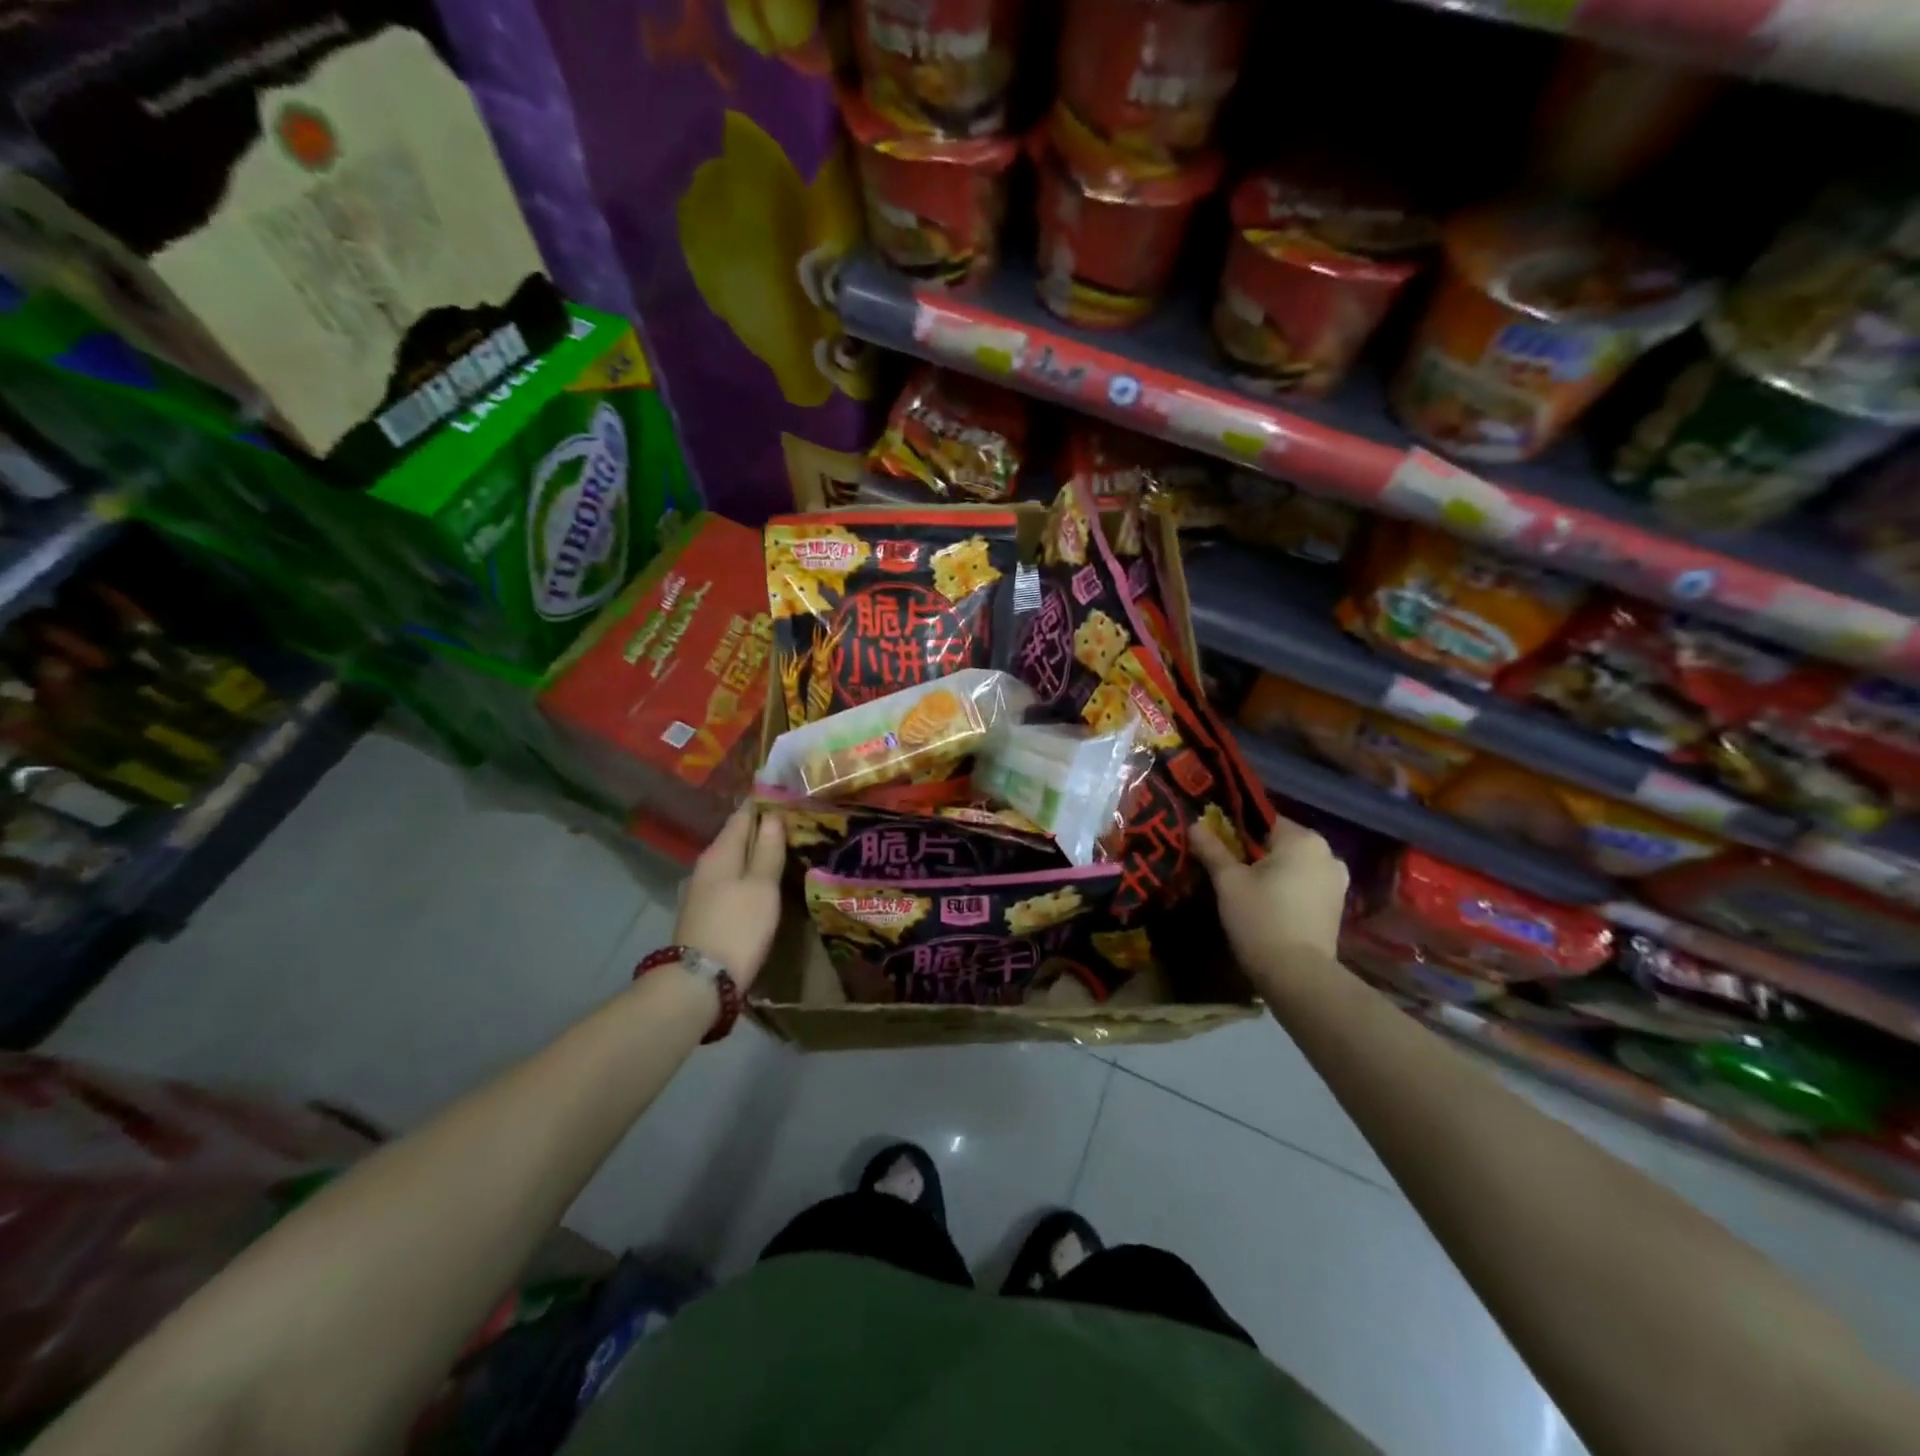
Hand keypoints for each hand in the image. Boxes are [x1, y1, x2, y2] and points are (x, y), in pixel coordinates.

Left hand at [674, 806, 784, 991]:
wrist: (699, 981)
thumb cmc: (738, 927)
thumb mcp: (762, 887)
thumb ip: (768, 850)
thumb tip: (772, 814)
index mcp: (720, 852)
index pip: (742, 815)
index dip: (763, 802)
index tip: (785, 793)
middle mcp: (706, 865)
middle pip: (736, 837)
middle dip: (761, 827)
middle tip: (793, 820)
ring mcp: (701, 890)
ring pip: (732, 860)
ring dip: (754, 853)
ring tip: (783, 848)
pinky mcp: (704, 912)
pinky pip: (729, 880)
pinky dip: (747, 874)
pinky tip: (762, 881)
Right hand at [1192, 814, 1347, 990]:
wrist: (1297, 976)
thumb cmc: (1260, 918)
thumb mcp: (1228, 881)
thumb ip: (1212, 849)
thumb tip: (1195, 824)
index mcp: (1304, 840)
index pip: (1264, 820)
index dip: (1237, 831)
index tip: (1217, 847)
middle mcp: (1328, 854)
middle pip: (1280, 843)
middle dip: (1255, 853)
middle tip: (1227, 871)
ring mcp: (1337, 882)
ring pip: (1294, 866)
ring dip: (1272, 873)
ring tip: (1245, 891)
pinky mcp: (1337, 907)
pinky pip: (1305, 886)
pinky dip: (1287, 890)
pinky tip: (1268, 907)